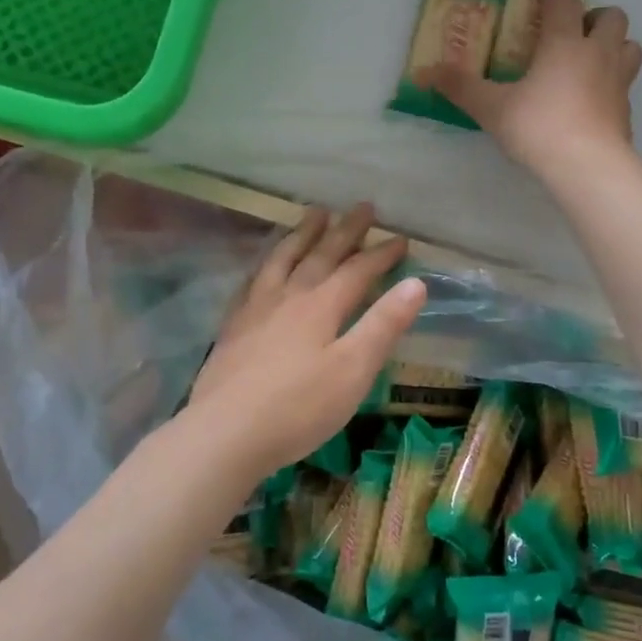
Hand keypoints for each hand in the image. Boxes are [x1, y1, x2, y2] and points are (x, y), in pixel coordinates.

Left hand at [185, 203, 426, 480]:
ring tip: (314, 214)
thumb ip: (383, 325)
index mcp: (321, 306)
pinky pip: (252, 281)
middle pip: (320, 255)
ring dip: (302, 235)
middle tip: (362, 207)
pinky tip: (265, 265)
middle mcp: (288, 297)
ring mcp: (256, 310)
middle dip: (345, 231)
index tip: (401, 238)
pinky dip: (265, 264)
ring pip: (282, 259)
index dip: (381, 254)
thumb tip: (416, 283)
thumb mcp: (354, 370)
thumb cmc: (299, 407)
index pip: (357, 271)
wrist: (225, 433)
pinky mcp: (233, 328)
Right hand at [425, 0, 641, 179]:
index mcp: (564, 43)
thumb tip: (424, 73)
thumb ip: (461, 88)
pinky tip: (593, 102)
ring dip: (615, 46)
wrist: (588, 167)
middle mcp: (598, 54)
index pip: (566, 0)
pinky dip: (612, 86)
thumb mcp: (491, 108)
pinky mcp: (626, 112)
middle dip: (596, 16)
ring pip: (631, 47)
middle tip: (574, 31)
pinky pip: (625, 86)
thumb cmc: (539, 127)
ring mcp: (618, 82)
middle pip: (613, 17)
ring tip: (591, 61)